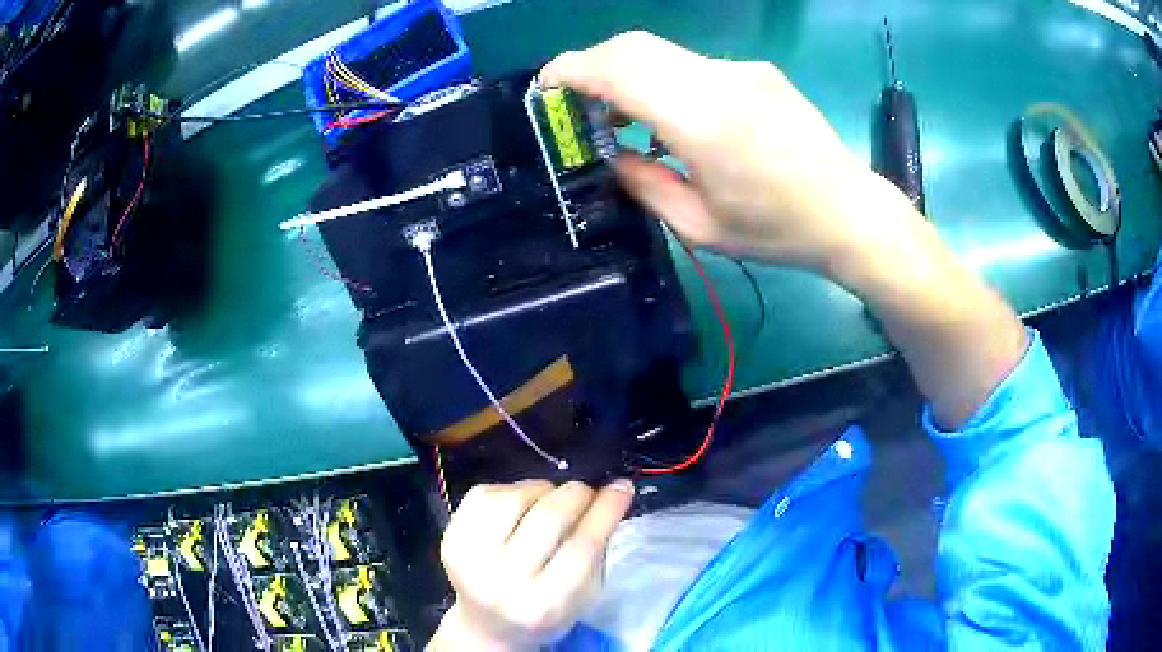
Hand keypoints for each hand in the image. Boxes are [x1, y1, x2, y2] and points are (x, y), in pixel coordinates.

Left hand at [428, 480, 634, 650]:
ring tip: (552, 498)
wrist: (486, 625)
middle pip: (548, 519)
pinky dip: (512, 489)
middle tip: (588, 491)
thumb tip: (610, 494)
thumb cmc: (545, 611)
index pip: (581, 547)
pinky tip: (522, 502)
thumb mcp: (582, 595)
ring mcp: (468, 558)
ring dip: (543, 489)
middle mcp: (502, 582)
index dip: (605, 511)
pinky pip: (484, 494)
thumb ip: (596, 551)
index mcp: (542, 605)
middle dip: (577, 494)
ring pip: (514, 498)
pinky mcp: (450, 538)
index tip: (622, 487)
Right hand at [543, 31, 1025, 427]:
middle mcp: (720, 80)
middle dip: (593, 66)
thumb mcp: (700, 225)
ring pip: (662, 52)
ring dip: (628, 73)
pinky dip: (664, 80)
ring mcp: (742, 70)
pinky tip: (673, 117)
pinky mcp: (757, 71)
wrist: (850, 212)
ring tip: (622, 118)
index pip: (618, 69)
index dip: (572, 70)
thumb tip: (613, 155)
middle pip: (634, 45)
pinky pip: (693, 64)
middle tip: (579, 104)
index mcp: (702, 120)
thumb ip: (644, 183)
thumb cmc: (777, 230)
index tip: (547, 86)